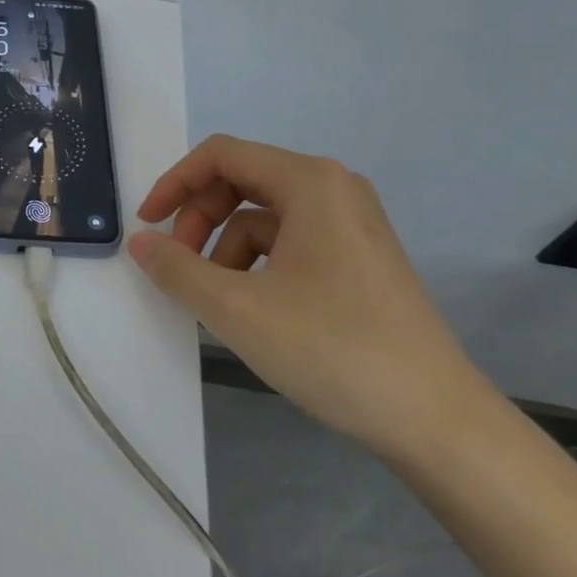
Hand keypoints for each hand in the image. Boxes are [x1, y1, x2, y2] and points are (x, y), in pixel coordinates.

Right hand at [127, 135, 478, 454]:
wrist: (436, 420)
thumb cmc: (332, 349)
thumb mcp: (237, 309)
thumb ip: (177, 269)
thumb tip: (140, 242)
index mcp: (310, 181)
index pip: (221, 155)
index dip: (174, 184)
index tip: (146, 226)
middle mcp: (335, 188)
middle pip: (243, 181)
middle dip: (200, 219)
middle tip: (178, 266)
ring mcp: (353, 225)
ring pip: (265, 217)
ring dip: (226, 248)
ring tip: (218, 301)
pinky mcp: (361, 259)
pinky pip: (292, 243)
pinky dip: (259, 266)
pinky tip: (254, 310)